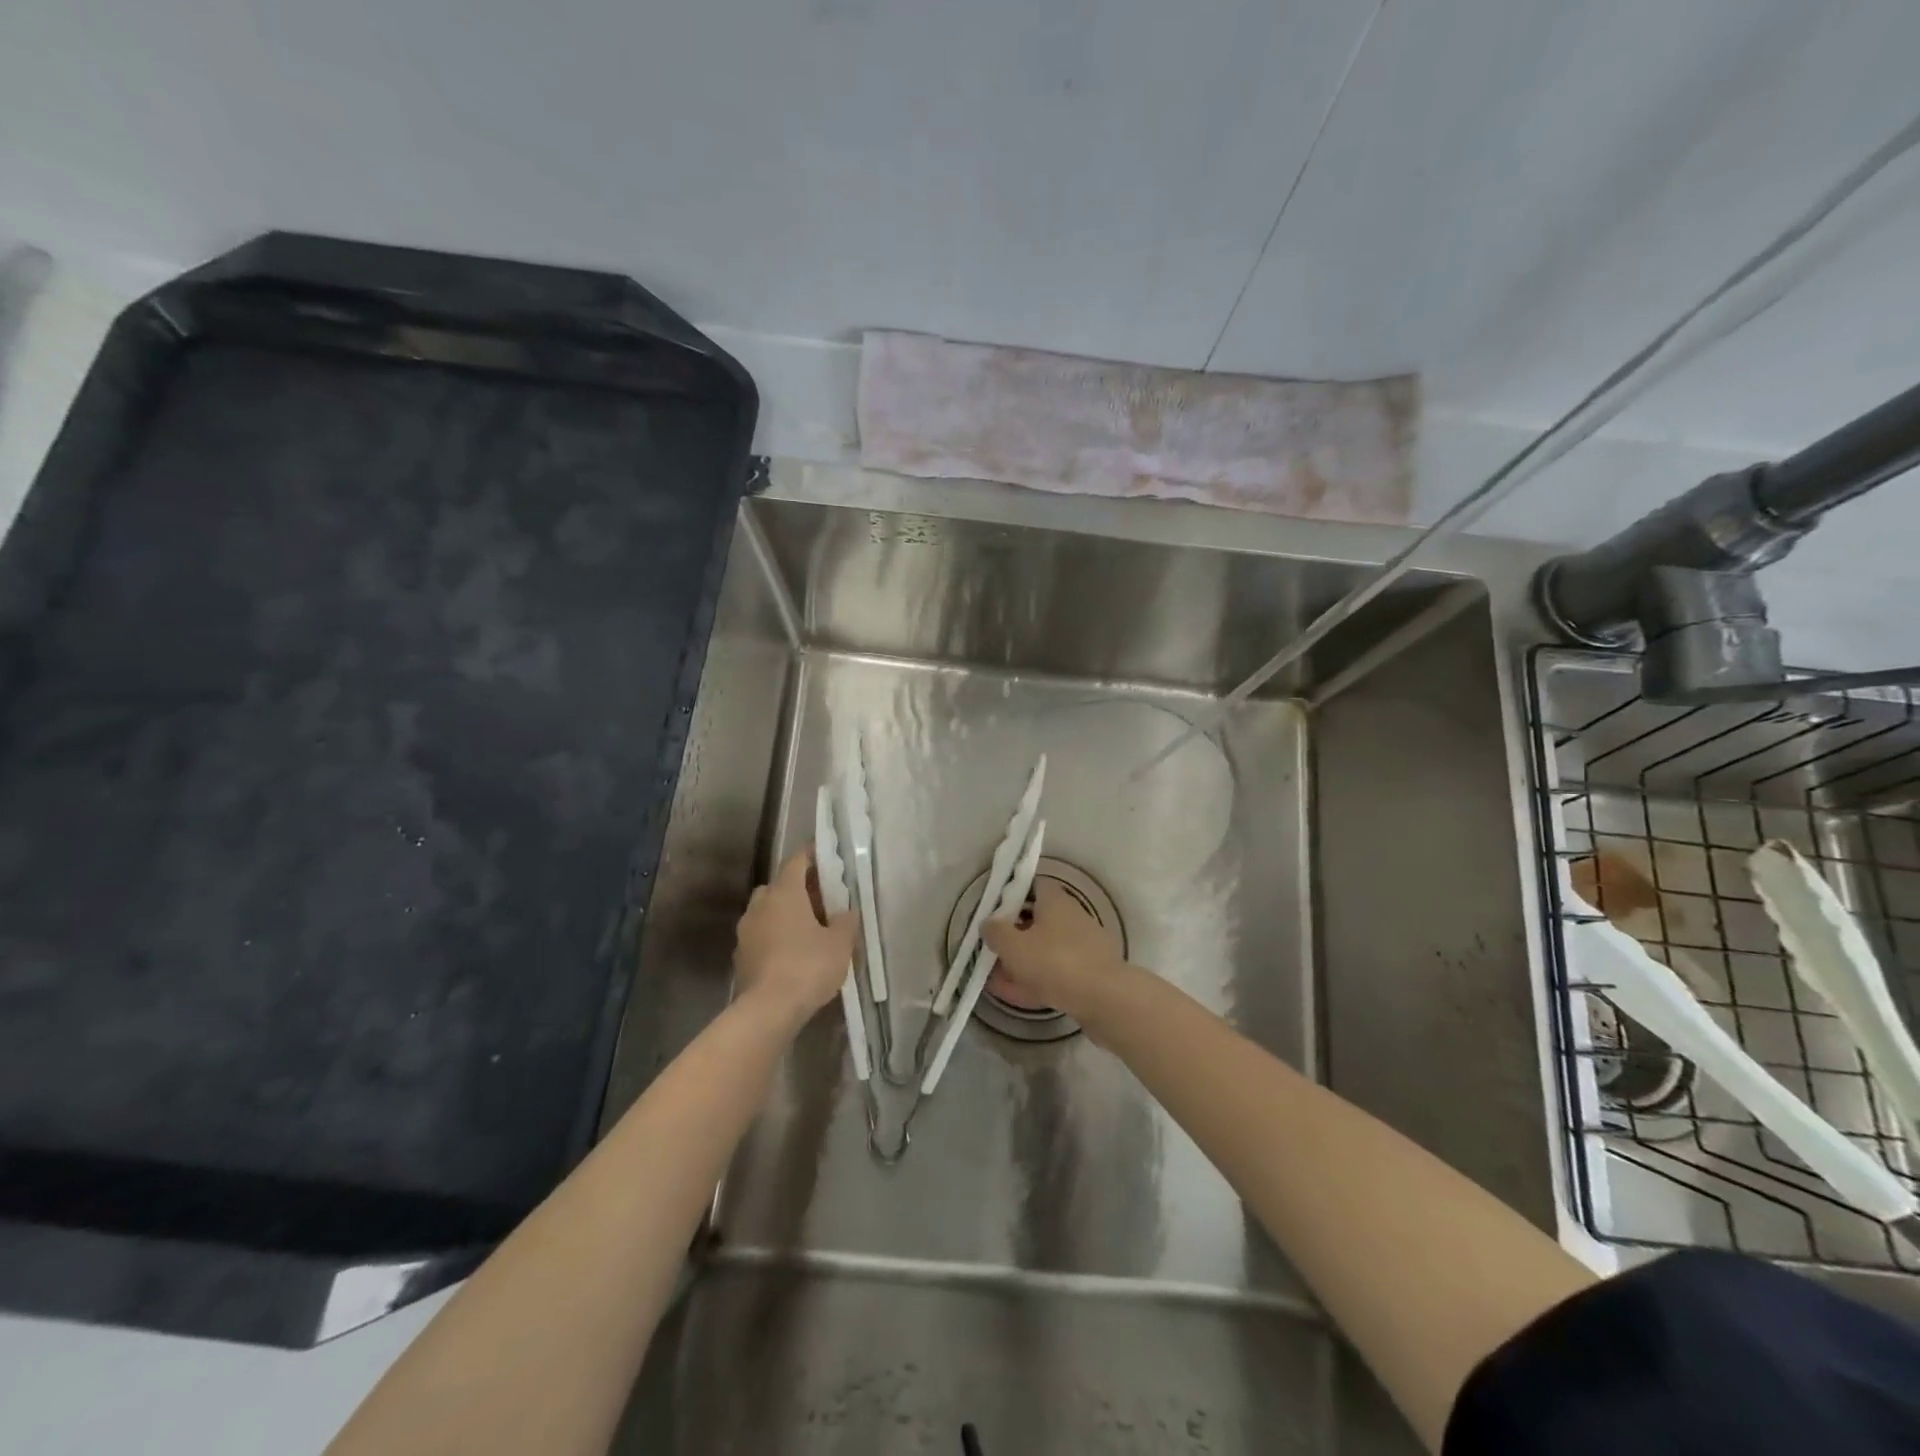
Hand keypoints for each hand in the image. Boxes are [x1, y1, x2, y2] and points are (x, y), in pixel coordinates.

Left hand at [734, 851, 856, 1027]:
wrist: (768, 1010)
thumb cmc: (808, 966)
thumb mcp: (840, 943)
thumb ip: (846, 921)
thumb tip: (846, 912)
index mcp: (784, 893)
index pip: (797, 861)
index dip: (812, 855)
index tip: (827, 856)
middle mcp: (760, 905)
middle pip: (779, 886)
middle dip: (798, 888)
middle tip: (821, 899)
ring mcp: (746, 931)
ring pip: (767, 911)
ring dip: (784, 914)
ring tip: (807, 929)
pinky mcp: (740, 956)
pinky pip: (761, 936)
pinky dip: (774, 937)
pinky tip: (791, 953)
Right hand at [982, 879, 1124, 1024]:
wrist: (1106, 999)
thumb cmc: (1055, 962)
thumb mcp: (1013, 946)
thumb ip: (995, 932)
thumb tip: (988, 923)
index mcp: (1055, 900)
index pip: (1033, 885)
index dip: (1012, 896)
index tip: (995, 913)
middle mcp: (1073, 916)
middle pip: (1038, 919)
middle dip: (1015, 936)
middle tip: (994, 952)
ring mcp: (1085, 945)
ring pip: (1047, 949)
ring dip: (1024, 962)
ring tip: (999, 981)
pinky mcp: (1092, 972)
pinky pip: (1058, 971)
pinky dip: (1039, 980)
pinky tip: (1021, 996)